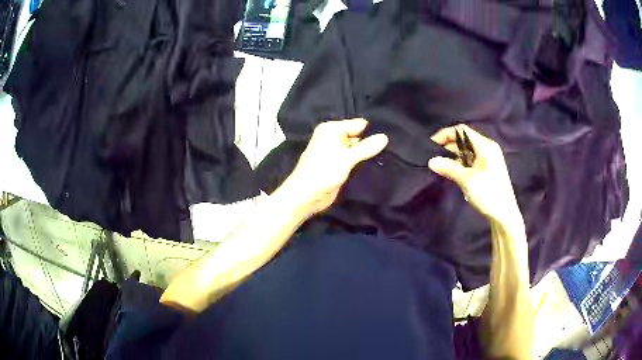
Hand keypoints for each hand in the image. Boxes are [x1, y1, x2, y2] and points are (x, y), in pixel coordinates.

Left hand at [279, 119, 388, 219]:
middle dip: (371, 141)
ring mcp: (335, 152)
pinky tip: (377, 164)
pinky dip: (362, 162)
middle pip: (358, 135)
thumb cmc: (323, 172)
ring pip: (357, 148)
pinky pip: (353, 159)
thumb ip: (366, 147)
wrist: (306, 196)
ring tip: (388, 156)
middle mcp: (333, 137)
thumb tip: (385, 137)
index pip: (358, 124)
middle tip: (391, 148)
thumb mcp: (347, 158)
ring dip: (367, 153)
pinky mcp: (338, 165)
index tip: (390, 136)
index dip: (372, 130)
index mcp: (331, 129)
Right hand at [428, 124, 522, 226]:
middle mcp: (487, 149)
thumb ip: (449, 168)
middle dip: (448, 146)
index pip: (462, 131)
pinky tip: (451, 173)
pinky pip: (470, 161)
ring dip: (453, 157)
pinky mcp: (486, 170)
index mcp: (485, 146)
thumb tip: (431, 161)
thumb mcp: (467, 180)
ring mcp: (487, 160)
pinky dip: (460, 164)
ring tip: (440, 166)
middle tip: (433, 157)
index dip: (446, 135)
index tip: (432, 145)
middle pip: (464, 140)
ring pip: (466, 152)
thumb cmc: (488, 193)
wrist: (504, 215)